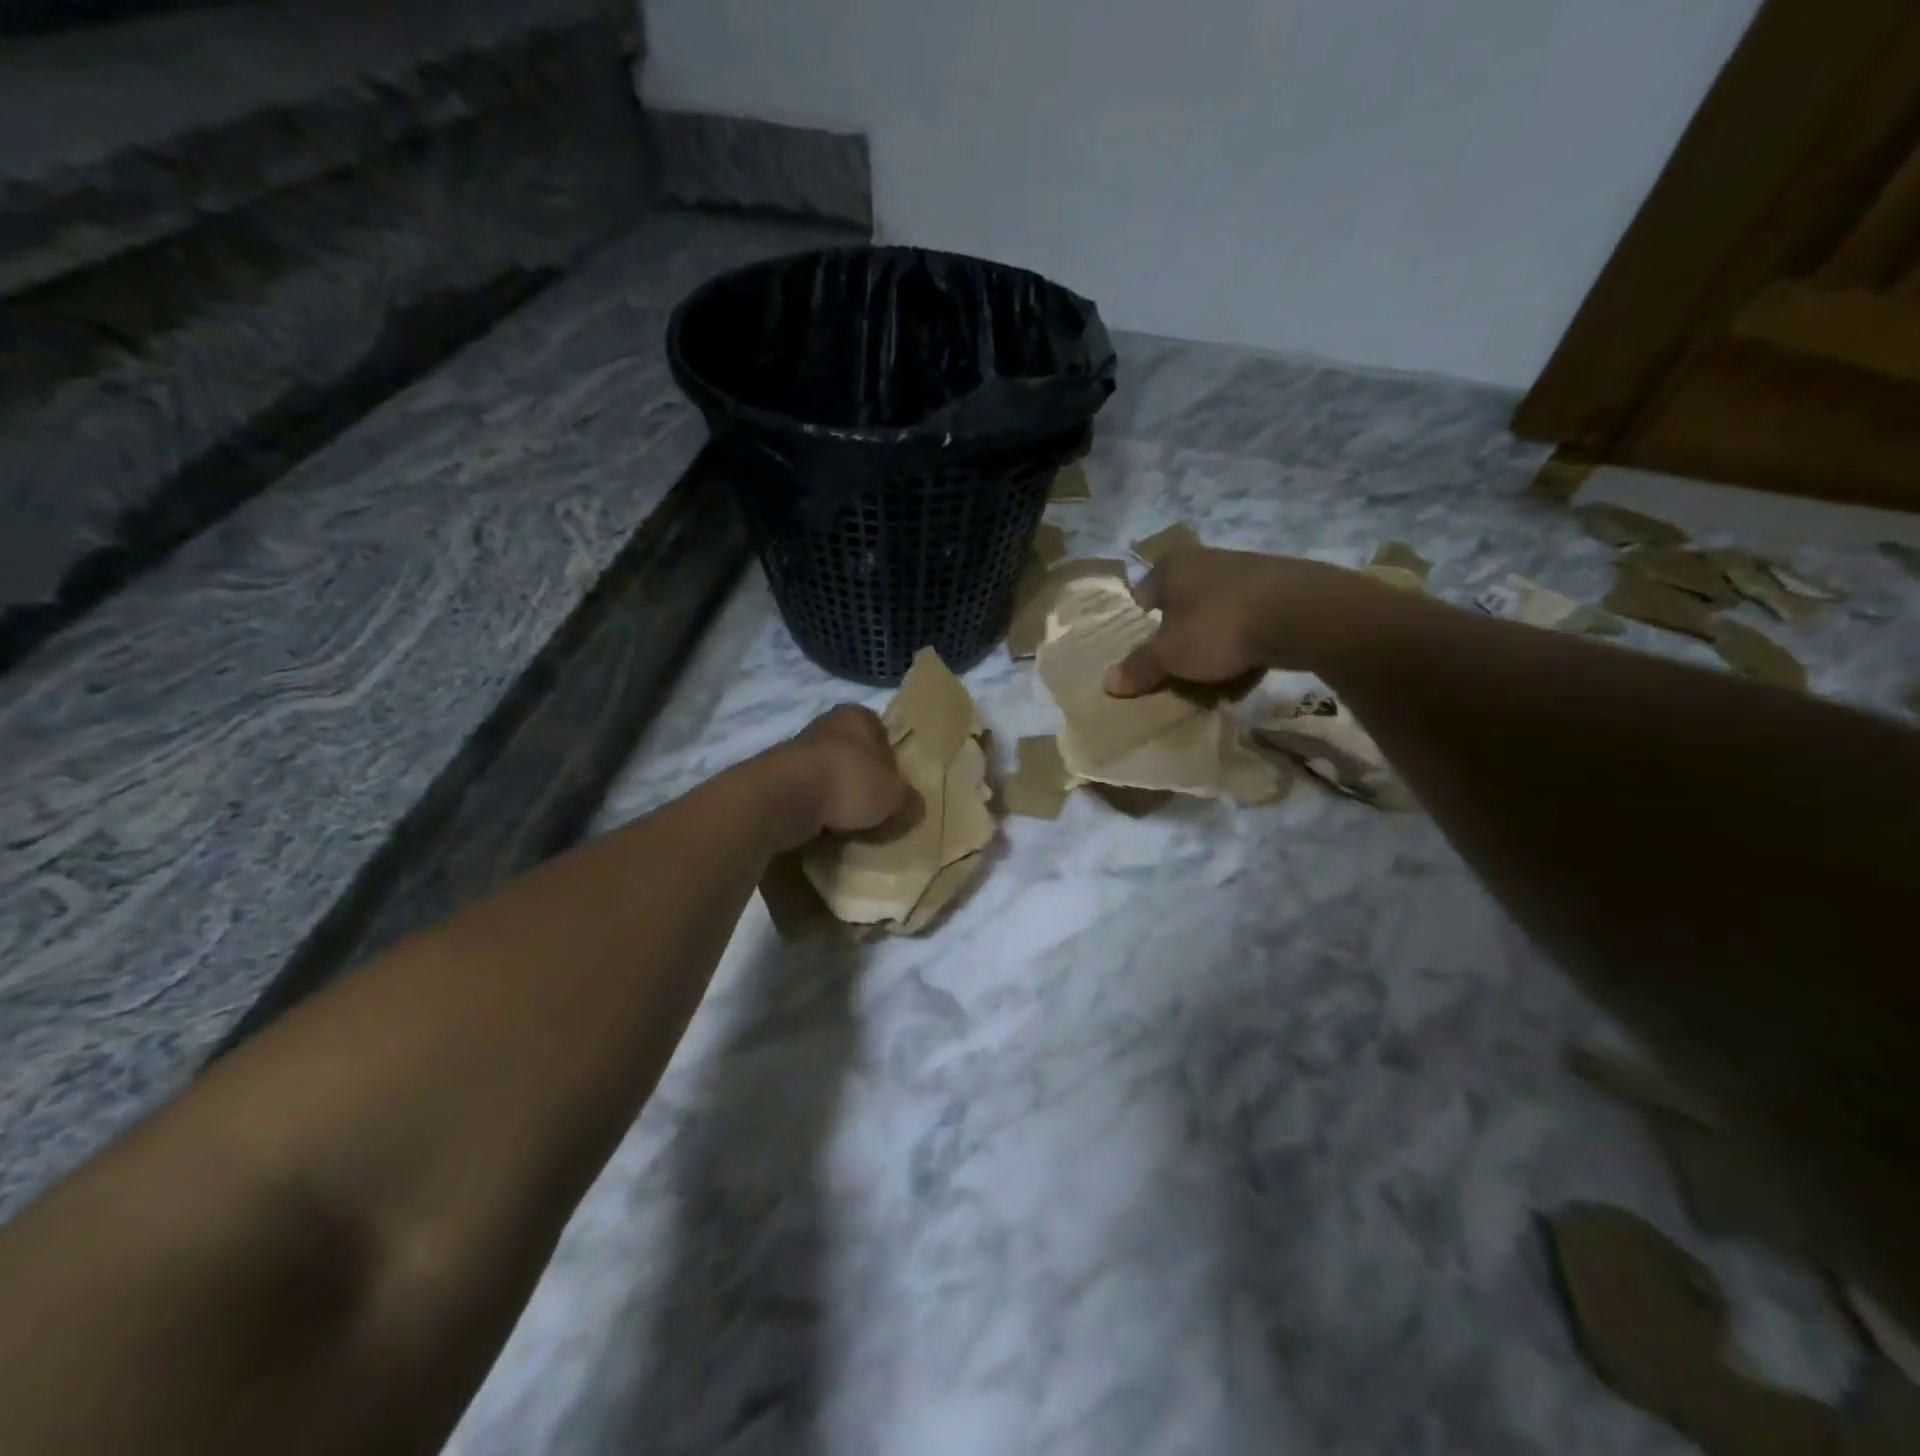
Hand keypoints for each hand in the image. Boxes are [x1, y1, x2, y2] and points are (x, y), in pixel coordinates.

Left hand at [780, 704, 911, 837]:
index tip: (896, 786)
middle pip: (854, 756)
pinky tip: (826, 832)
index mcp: (857, 716)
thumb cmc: (849, 781)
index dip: (892, 759)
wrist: (784, 799)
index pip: (881, 732)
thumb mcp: (895, 796)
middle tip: (878, 810)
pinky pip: (808, 797)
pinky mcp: (777, 780)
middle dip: (864, 781)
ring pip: (829, 777)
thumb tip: (913, 808)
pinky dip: (817, 813)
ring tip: (852, 826)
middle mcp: (826, 726)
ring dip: (839, 799)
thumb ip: (909, 801)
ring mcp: (797, 753)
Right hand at [1104, 548, 1378, 695]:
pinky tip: (1246, 674)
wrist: (1303, 614)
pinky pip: (1249, 624)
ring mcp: (1247, 573)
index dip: (1138, 628)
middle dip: (1177, 641)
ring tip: (1211, 681)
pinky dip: (1244, 647)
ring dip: (1212, 648)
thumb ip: (1140, 667)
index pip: (1142, 597)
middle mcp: (1207, 561)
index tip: (1143, 656)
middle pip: (1180, 609)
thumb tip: (1108, 682)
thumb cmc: (1219, 627)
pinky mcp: (1280, 590)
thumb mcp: (1170, 654)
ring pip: (1216, 618)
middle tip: (1175, 672)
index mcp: (1173, 566)